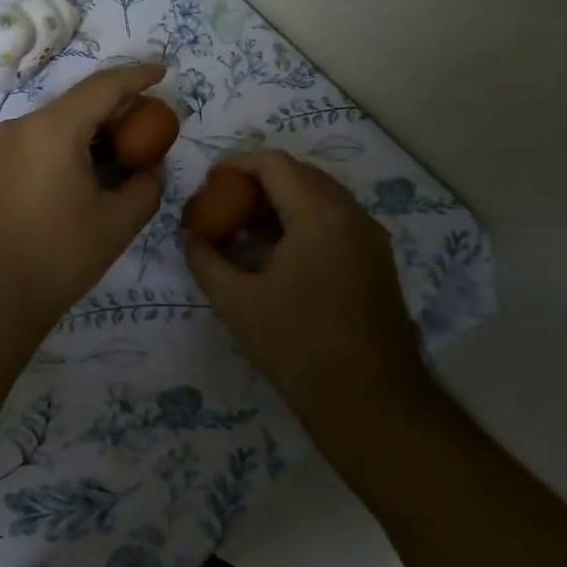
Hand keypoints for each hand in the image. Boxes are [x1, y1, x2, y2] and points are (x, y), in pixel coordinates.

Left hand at [0, 63, 167, 335]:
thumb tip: (150, 168)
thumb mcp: (117, 223)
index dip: (137, 75)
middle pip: (79, 102)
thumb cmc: (58, 257)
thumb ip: (146, 186)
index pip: (103, 86)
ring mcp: (2, 145)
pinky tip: (90, 169)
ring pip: (58, 122)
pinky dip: (69, 145)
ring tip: (125, 150)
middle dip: (118, 108)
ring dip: (93, 130)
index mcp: (53, 129)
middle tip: (151, 123)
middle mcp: (22, 125)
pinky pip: (39, 141)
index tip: (163, 71)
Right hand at [184, 151, 430, 415]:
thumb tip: (190, 235)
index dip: (237, 164)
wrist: (372, 403)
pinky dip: (303, 220)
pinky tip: (278, 254)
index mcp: (319, 215)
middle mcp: (351, 214)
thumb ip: (206, 260)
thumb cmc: (298, 346)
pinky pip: (336, 219)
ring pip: (320, 196)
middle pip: (300, 174)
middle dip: (258, 182)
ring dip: (281, 201)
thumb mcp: (237, 302)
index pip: (275, 164)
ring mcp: (370, 237)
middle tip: (224, 205)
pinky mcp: (377, 260)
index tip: (210, 183)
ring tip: (246, 231)